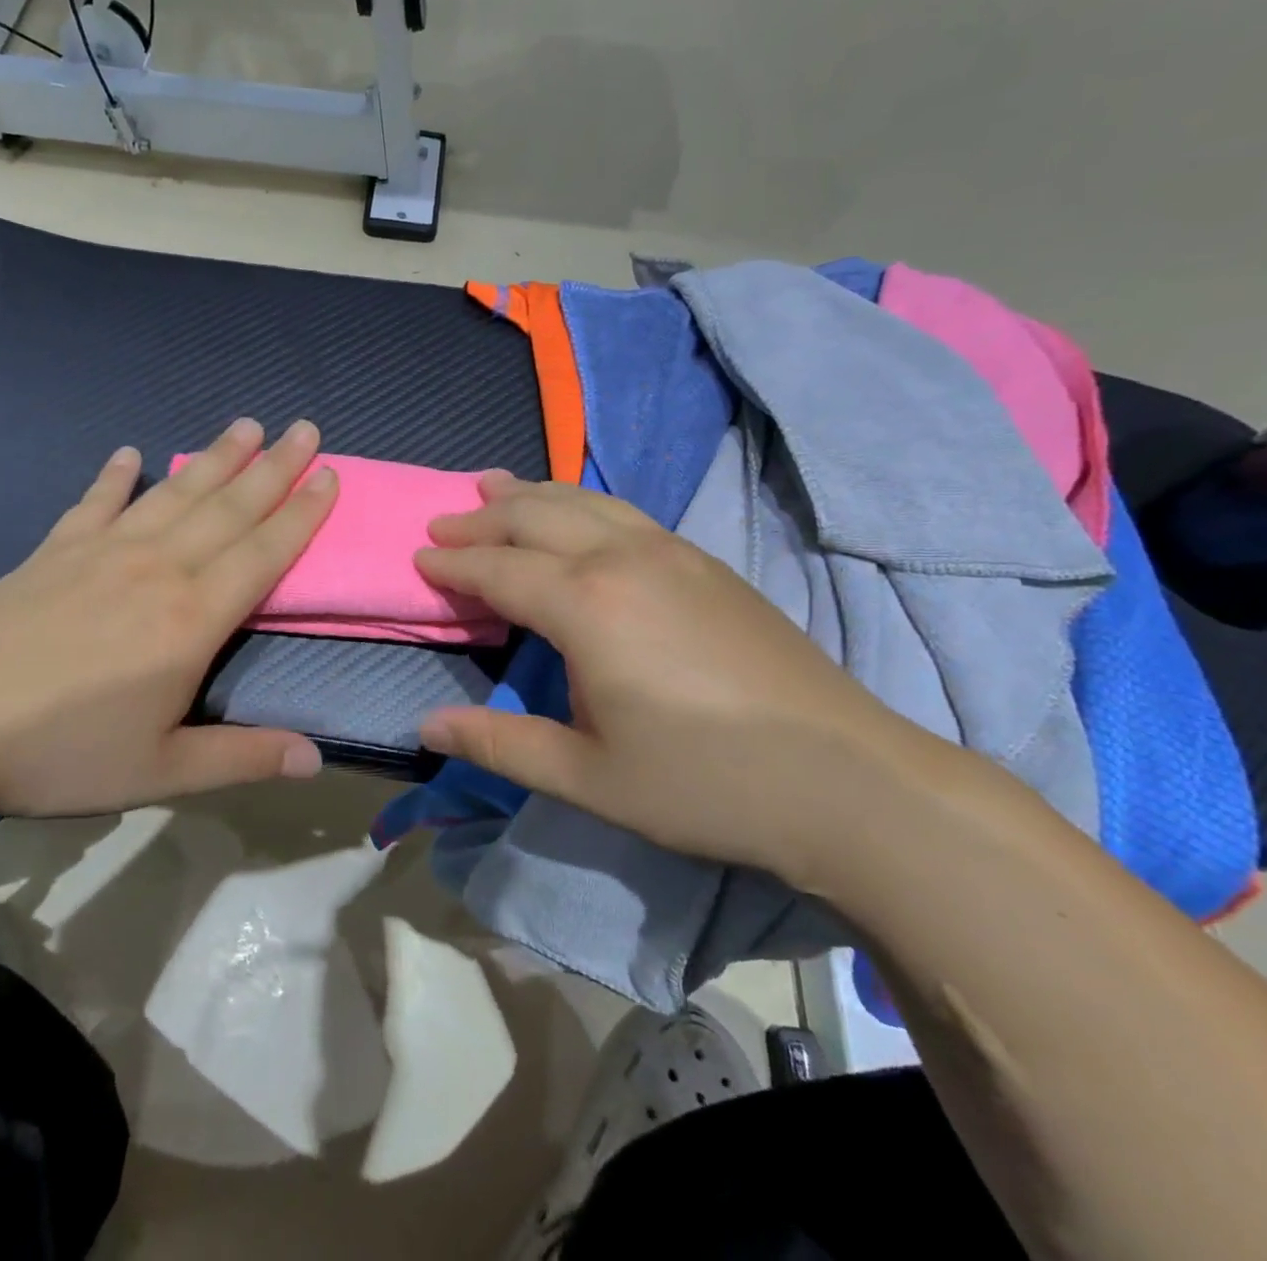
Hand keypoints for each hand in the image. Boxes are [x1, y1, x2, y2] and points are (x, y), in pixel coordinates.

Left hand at [0, 417, 336, 818]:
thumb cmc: (62, 752)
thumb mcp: (162, 771)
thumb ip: (242, 757)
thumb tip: (317, 760)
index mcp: (193, 618)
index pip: (263, 553)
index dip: (301, 514)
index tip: (329, 476)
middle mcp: (158, 569)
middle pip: (228, 508)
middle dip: (273, 467)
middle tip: (305, 427)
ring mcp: (103, 552)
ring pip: (174, 494)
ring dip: (214, 458)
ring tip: (245, 425)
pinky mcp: (54, 551)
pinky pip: (95, 502)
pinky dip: (115, 476)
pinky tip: (129, 453)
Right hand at [415, 473, 927, 879]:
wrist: (848, 780)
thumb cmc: (704, 782)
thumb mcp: (587, 775)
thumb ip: (500, 743)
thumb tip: (426, 726)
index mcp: (586, 605)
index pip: (499, 569)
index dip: (454, 564)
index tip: (419, 559)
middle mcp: (623, 559)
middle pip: (535, 517)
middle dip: (482, 518)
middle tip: (442, 522)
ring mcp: (672, 553)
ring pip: (583, 501)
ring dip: (530, 493)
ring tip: (492, 484)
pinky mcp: (706, 563)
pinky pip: (623, 512)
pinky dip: (579, 502)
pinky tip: (576, 513)